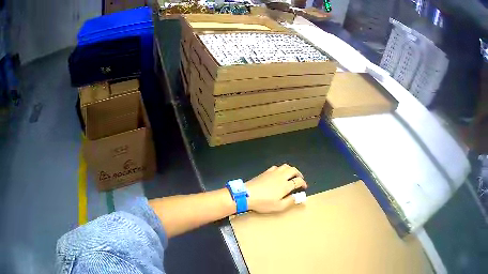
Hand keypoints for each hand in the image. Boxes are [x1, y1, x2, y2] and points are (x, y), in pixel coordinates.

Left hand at [245, 164, 307, 212]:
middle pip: (293, 170)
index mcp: (286, 185)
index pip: (298, 181)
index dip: (303, 183)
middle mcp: (281, 176)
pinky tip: (279, 174)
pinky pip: (276, 167)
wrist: (247, 194)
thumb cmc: (264, 202)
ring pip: (285, 166)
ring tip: (291, 175)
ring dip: (291, 169)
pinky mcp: (265, 172)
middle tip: (300, 179)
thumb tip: (298, 197)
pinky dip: (281, 169)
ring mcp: (273, 172)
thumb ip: (290, 201)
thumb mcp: (279, 206)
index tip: (304, 187)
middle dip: (299, 174)